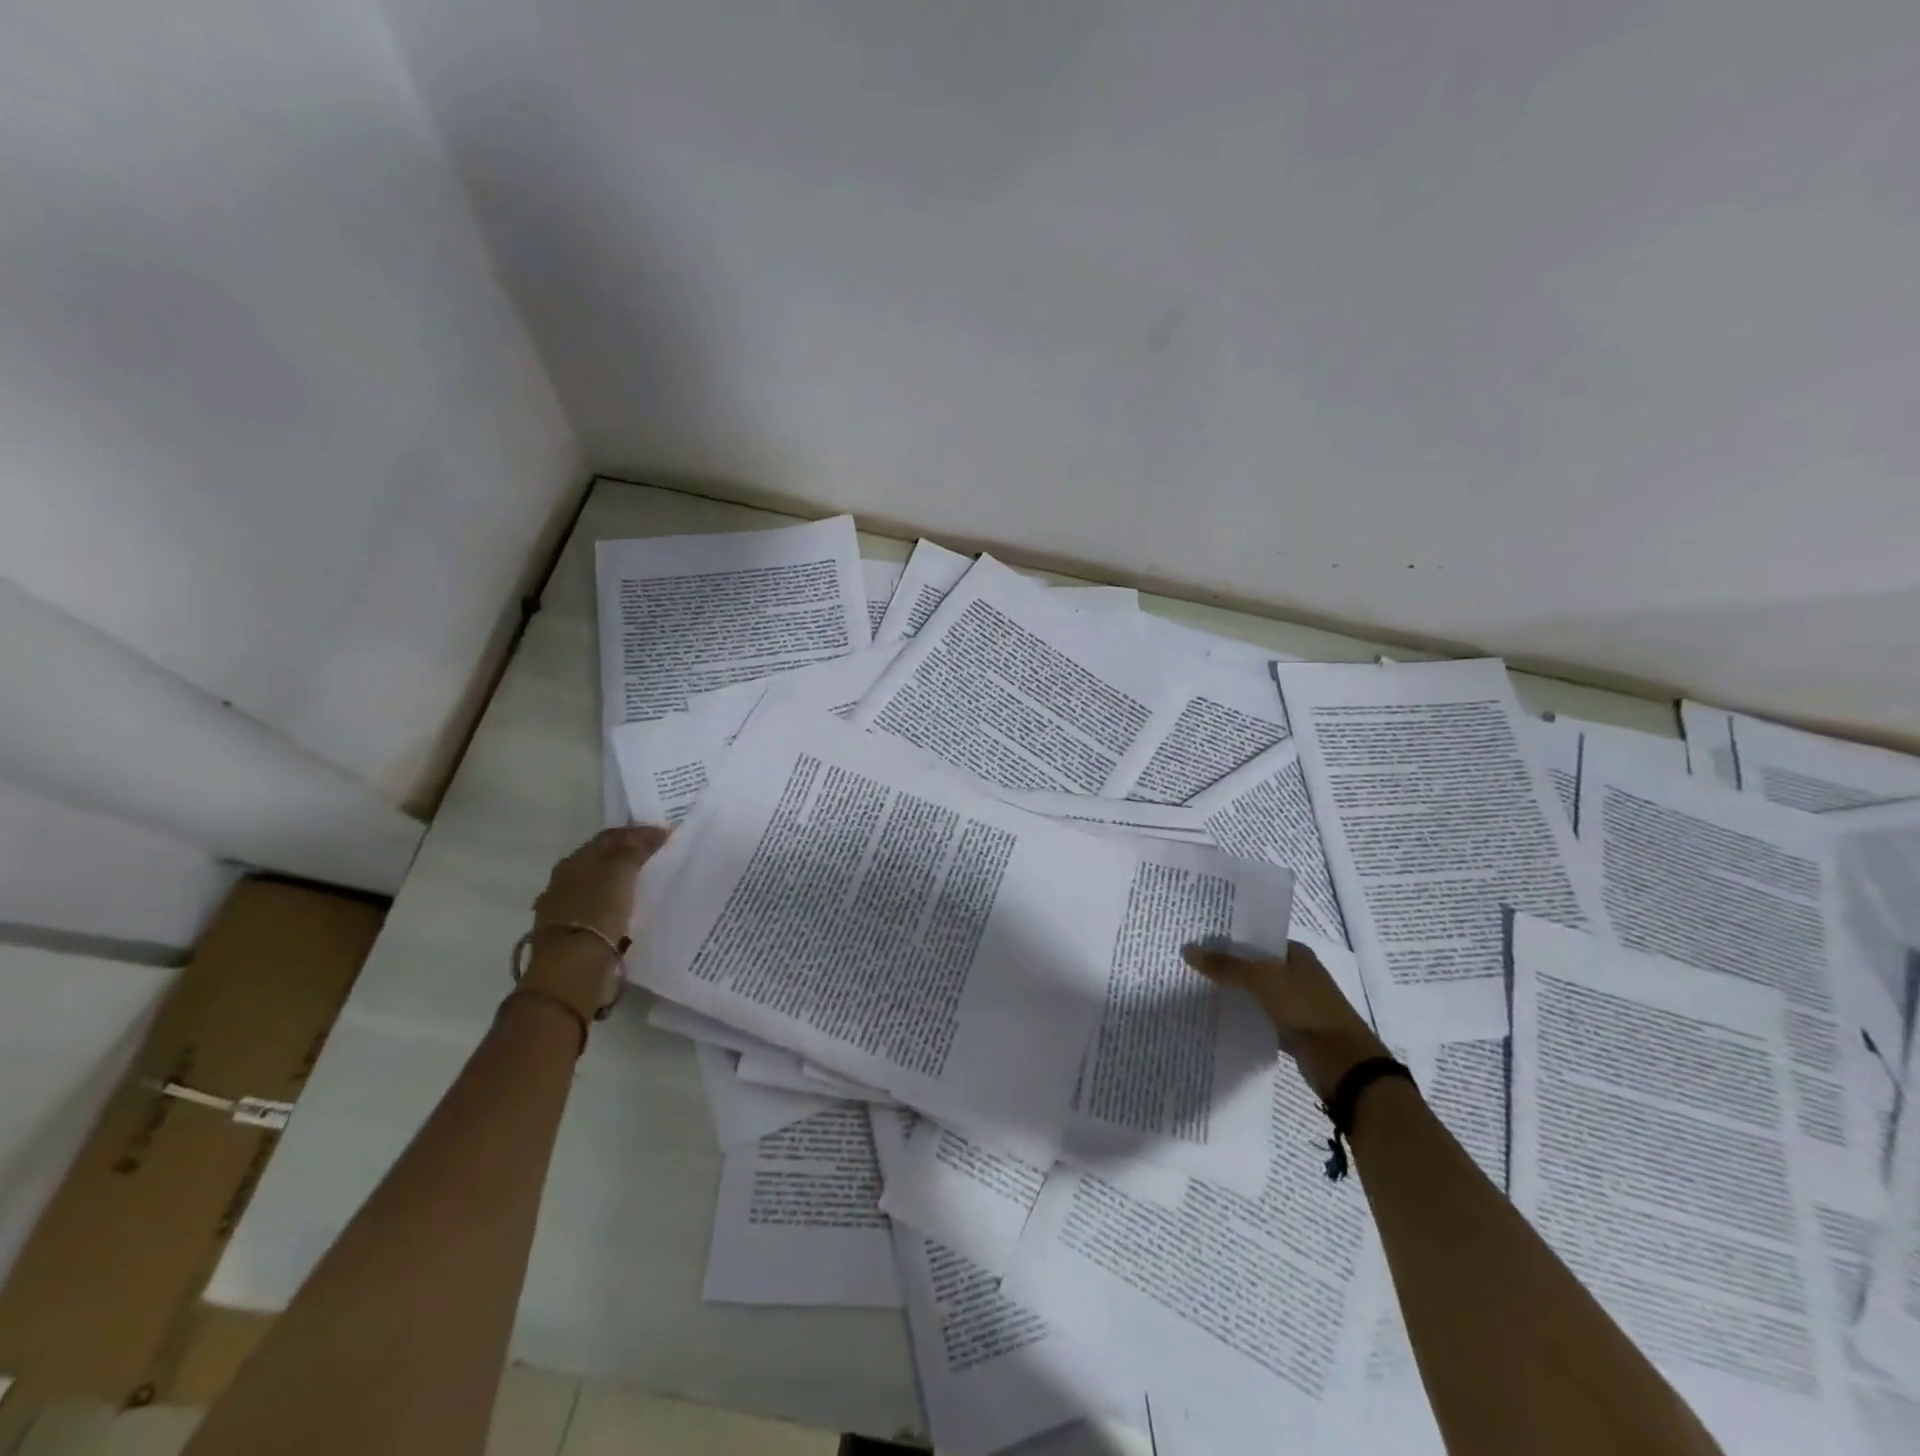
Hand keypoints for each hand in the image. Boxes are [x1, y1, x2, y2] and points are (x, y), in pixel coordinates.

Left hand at [521, 826, 668, 1021]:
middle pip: (602, 860)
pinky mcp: (574, 935)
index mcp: (574, 862)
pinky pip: (601, 911)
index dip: (637, 832)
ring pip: (601, 886)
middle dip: (629, 856)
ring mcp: (567, 910)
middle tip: (659, 856)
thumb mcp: (620, 872)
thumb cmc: (597, 912)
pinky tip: (632, 911)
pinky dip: (617, 906)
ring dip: (623, 883)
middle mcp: (565, 882)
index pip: (609, 837)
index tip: (665, 835)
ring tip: (650, 885)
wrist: (573, 969)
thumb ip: (635, 849)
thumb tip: (655, 832)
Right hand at [1183, 938, 1388, 1102]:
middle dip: (1228, 965)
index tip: (1200, 940)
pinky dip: (1245, 1016)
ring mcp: (1298, 1004)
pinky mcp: (1294, 1030)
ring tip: (1198, 988)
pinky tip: (1219, 1017)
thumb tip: (1188, 949)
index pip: (1257, 938)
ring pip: (1257, 992)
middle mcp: (1299, 974)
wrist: (1344, 1064)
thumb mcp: (1261, 981)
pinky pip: (1261, 1017)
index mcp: (1297, 954)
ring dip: (1235, 992)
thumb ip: (1225, 966)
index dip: (1230, 938)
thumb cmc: (1305, 1009)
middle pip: (1255, 965)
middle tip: (1192, 964)